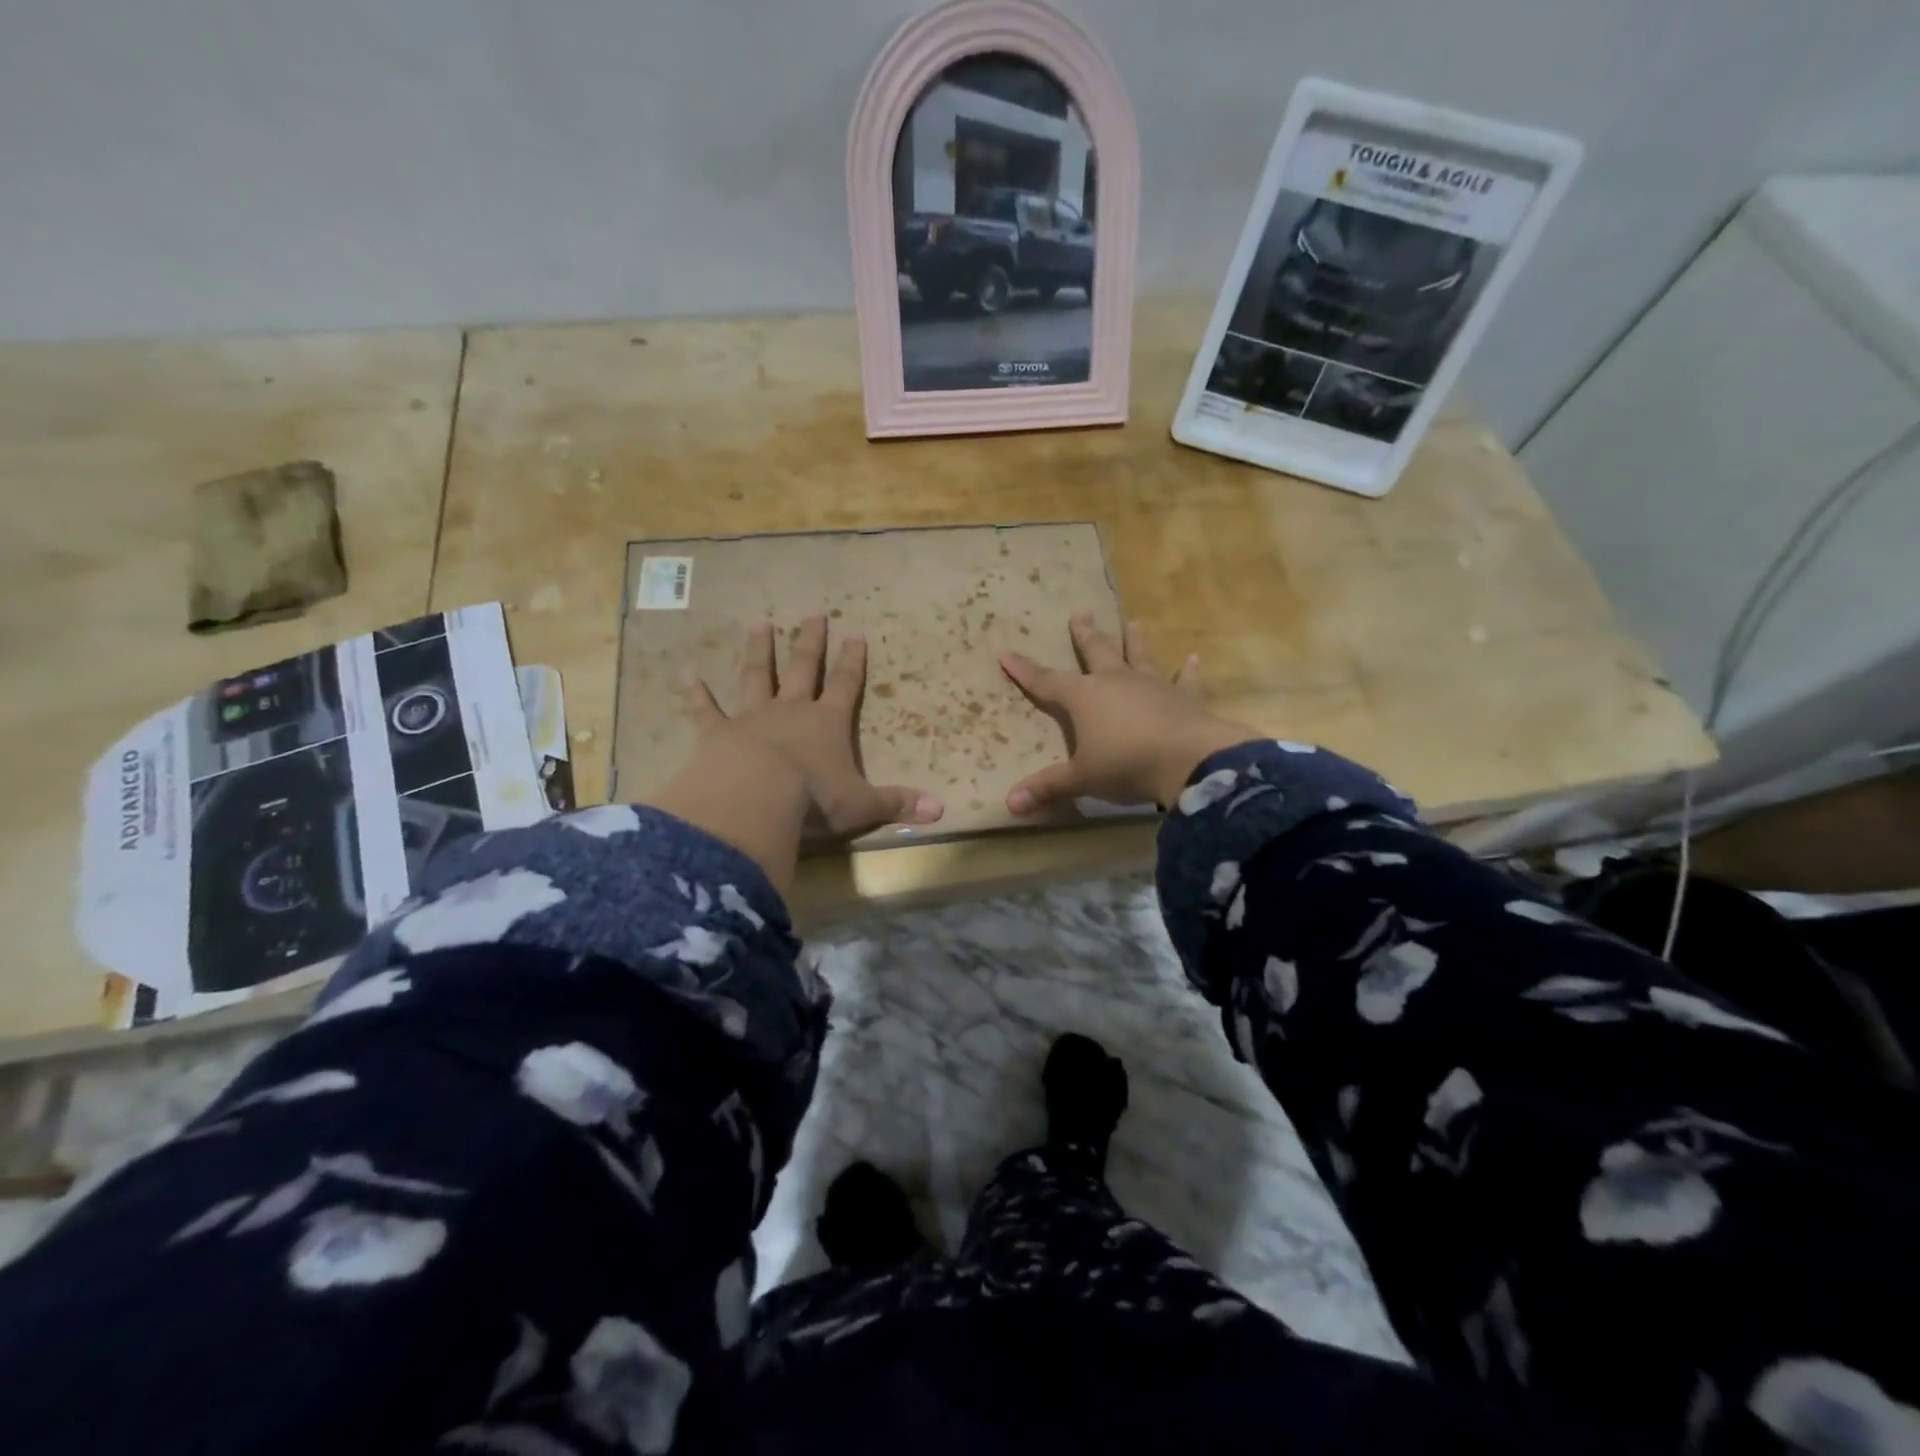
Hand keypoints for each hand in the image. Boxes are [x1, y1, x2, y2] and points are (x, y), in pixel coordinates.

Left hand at [685, 616, 943, 838]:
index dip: (853, 661)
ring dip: (759, 651)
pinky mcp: (718, 732)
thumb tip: (941, 811)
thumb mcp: (862, 806)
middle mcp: (792, 711)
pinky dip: (695, 692)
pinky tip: (687, 673)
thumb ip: (897, 804)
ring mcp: (752, 717)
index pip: (846, 685)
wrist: (756, 799)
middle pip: (804, 669)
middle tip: (812, 613)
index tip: (855, 633)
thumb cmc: (814, 801)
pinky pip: (705, 708)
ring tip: (759, 624)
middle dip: (811, 642)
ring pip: (757, 676)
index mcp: (827, 724)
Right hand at [1000, 614, 1258, 813]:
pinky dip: (1188, 671)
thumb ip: (1048, 787)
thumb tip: (1010, 804)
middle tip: (1080, 613)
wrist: (1188, 761)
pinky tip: (1195, 658)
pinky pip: (1185, 681)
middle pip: (1096, 652)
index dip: (1024, 670)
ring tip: (1134, 622)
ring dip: (1134, 640)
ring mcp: (1152, 685)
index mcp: (1084, 697)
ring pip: (1139, 656)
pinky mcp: (1184, 698)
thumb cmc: (1126, 766)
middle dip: (1085, 635)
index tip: (1006, 652)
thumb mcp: (1082, 779)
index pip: (1046, 681)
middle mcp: (1115, 681)